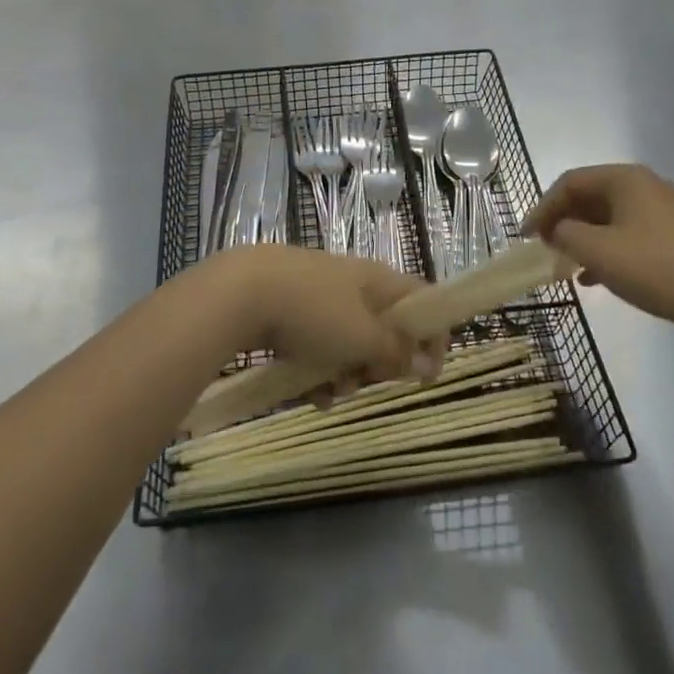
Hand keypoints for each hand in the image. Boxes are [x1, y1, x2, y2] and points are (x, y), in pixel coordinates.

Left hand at [203, 246, 445, 395]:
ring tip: (331, 394)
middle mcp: (351, 283)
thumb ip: (397, 352)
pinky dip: (318, 370)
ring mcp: (318, 295)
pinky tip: (308, 394)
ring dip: (346, 373)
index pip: (420, 299)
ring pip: (347, 341)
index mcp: (377, 279)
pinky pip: (316, 345)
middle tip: (367, 382)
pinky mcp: (289, 311)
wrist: (242, 292)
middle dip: (379, 364)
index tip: (427, 373)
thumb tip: (426, 362)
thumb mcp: (364, 338)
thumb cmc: (315, 312)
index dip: (431, 334)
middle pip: (382, 327)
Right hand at [524, 164, 673, 338]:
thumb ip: (564, 234)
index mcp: (624, 178)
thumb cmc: (651, 267)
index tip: (526, 236)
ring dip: (580, 239)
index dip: (542, 207)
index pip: (569, 183)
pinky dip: (603, 250)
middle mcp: (642, 185)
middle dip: (561, 223)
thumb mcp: (595, 250)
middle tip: (542, 249)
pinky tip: (591, 278)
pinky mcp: (670, 235)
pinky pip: (624, 233)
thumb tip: (557, 230)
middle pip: (588, 197)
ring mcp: (659, 210)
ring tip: (563, 266)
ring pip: (606, 218)